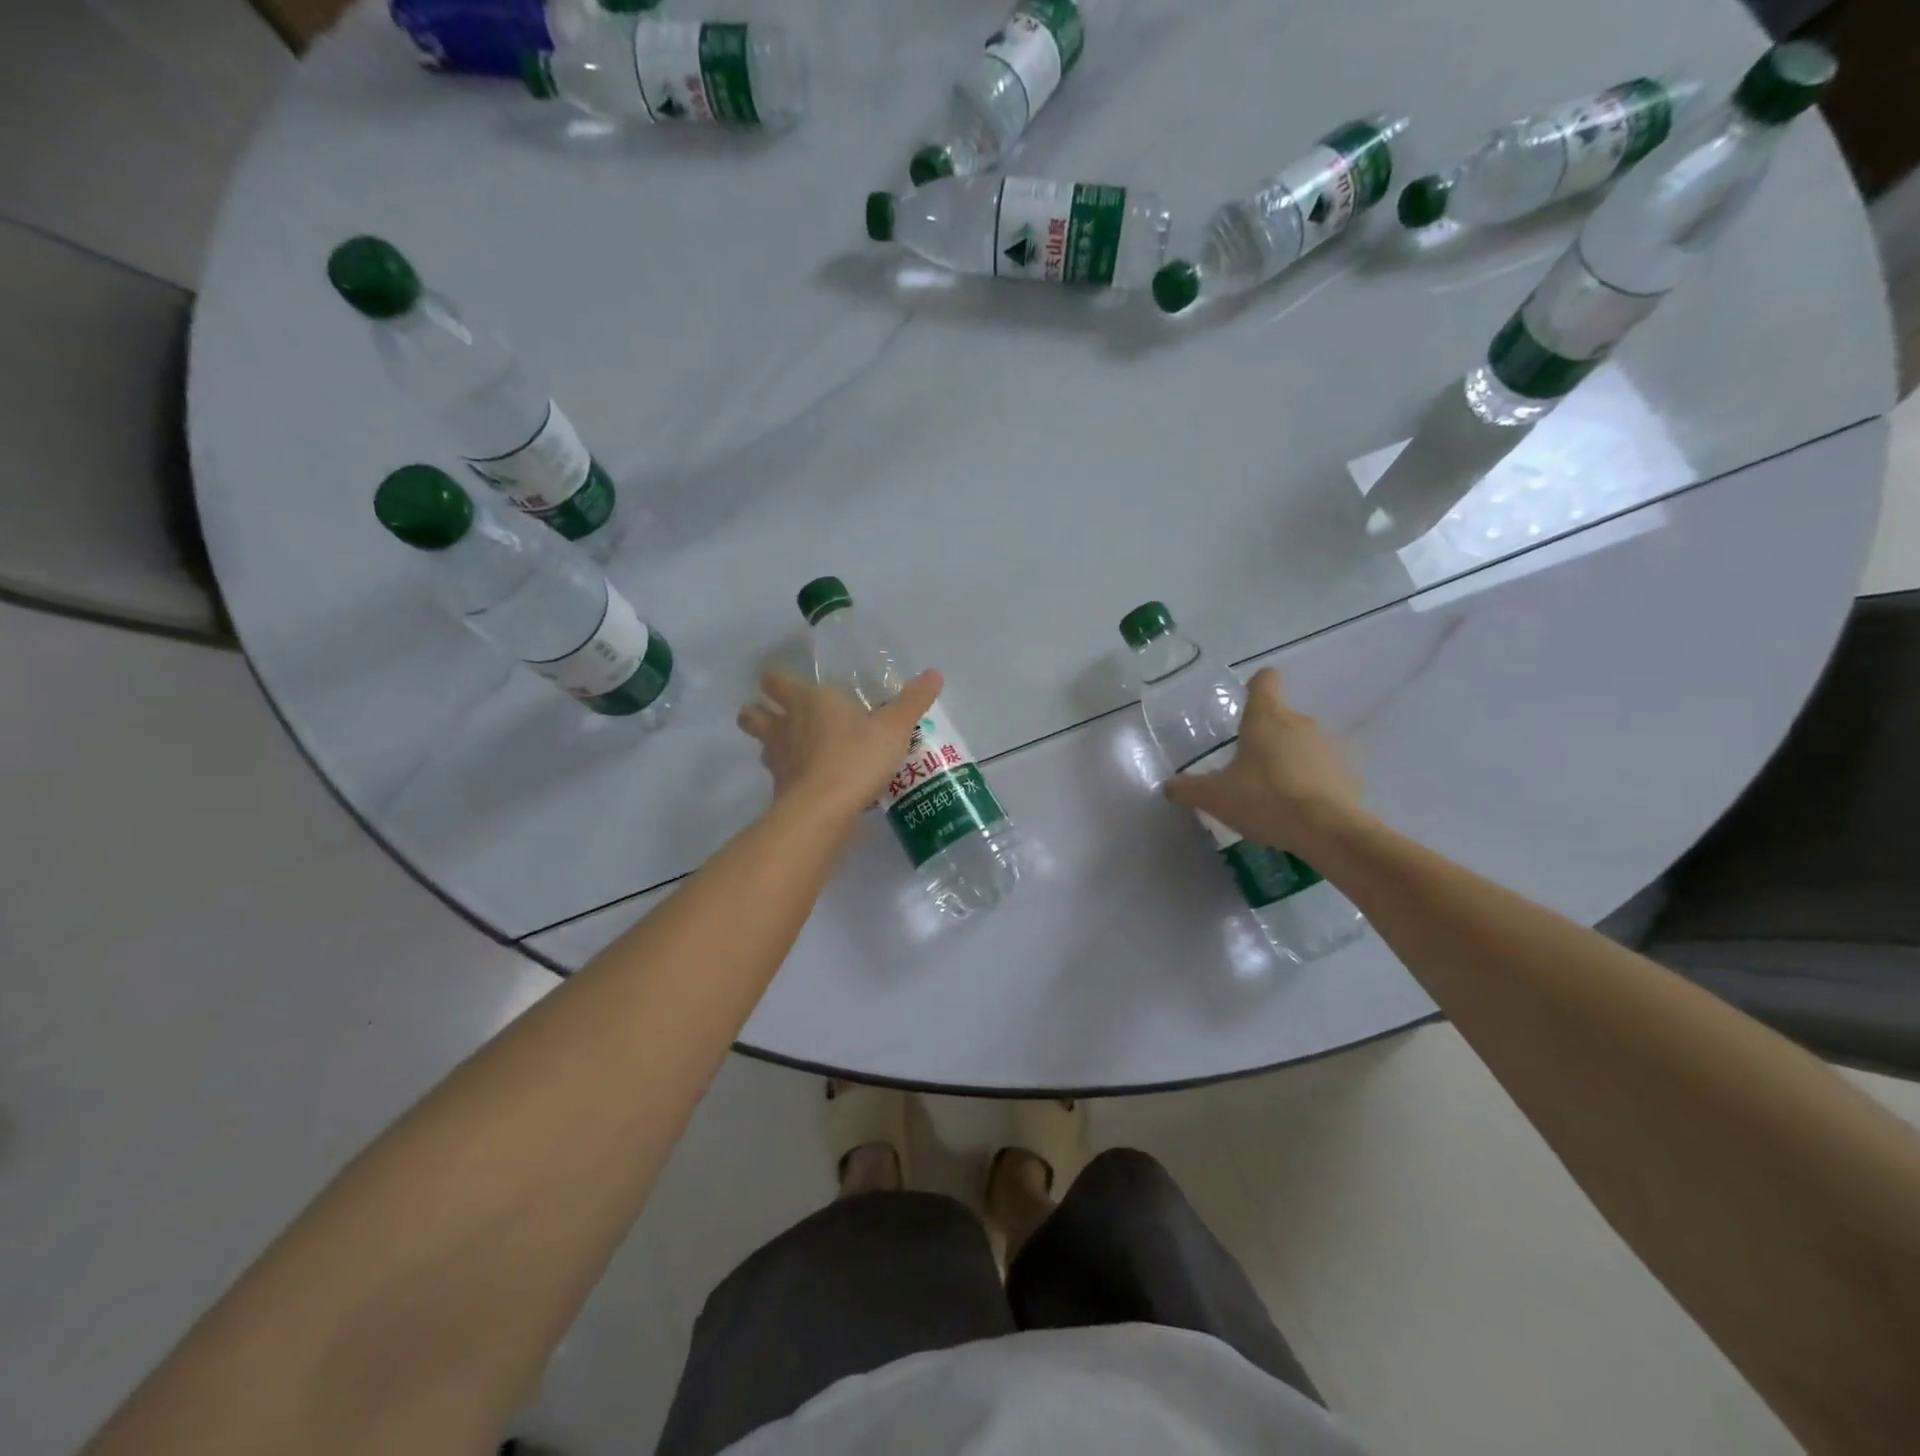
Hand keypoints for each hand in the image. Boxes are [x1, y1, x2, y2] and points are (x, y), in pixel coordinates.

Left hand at [738, 668, 943, 821]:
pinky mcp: (779, 791)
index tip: (782, 682)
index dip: (775, 680)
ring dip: (770, 744)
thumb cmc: (857, 756)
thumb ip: (913, 701)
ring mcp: (777, 760)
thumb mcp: (894, 727)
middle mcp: (784, 726)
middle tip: (776, 714)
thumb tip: (934, 673)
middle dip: (758, 711)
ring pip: (760, 746)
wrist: (824, 809)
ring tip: (792, 749)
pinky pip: (778, 777)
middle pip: (751, 714)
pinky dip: (788, 777)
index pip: (775, 681)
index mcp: (807, 701)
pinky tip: (808, 782)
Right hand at [1163, 668, 1367, 852]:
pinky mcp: (1348, 774)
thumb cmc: (1265, 800)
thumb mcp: (1214, 797)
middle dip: (1265, 736)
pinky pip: (1323, 771)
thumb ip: (1187, 789)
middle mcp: (1301, 723)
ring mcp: (1329, 747)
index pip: (1265, 681)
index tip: (1245, 703)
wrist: (1329, 831)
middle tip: (1245, 767)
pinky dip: (1311, 783)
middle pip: (1281, 717)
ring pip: (1303, 744)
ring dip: (1288, 760)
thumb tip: (1169, 786)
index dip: (1255, 686)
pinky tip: (1299, 809)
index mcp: (1266, 718)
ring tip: (1273, 793)